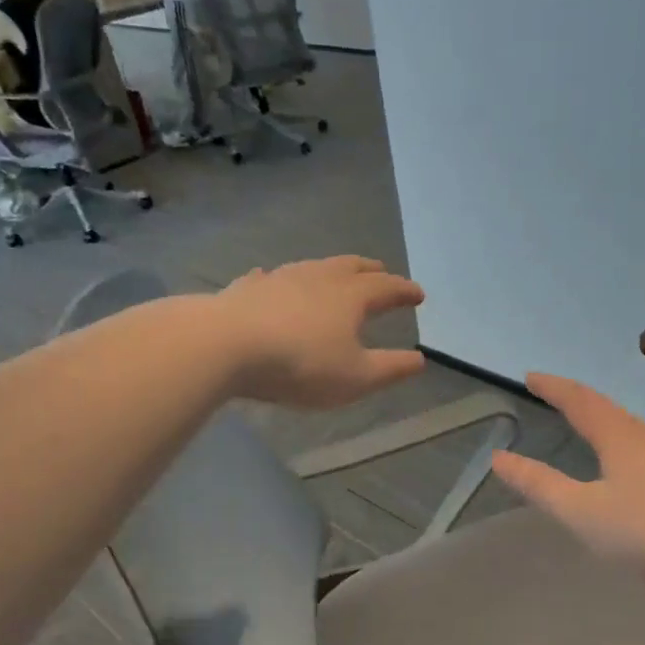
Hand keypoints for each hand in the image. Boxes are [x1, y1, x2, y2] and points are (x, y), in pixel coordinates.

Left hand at [217, 257, 425, 408]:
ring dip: (330, 269)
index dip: (405, 291)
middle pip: (351, 267)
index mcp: (351, 297)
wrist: (224, 345)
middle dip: (371, 270)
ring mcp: (281, 278)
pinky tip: (270, 278)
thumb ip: (391, 368)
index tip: (418, 294)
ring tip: (335, 274)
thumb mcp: (356, 378)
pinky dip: (280, 279)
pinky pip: (270, 277)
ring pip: (314, 266)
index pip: (387, 288)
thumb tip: (419, 360)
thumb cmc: (300, 364)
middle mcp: (320, 278)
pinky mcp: (247, 288)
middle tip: (382, 271)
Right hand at [492, 375, 644, 585]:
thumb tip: (499, 458)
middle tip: (553, 395)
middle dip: (575, 399)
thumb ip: (539, 486)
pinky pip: (641, 447)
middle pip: (605, 408)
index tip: (530, 377)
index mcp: (617, 436)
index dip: (552, 387)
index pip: (578, 400)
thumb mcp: (582, 512)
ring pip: (627, 427)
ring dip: (600, 419)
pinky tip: (624, 466)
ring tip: (584, 424)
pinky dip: (618, 442)